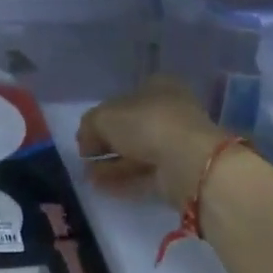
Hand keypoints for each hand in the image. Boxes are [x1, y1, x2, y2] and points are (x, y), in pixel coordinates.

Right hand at [77, 77, 230, 212]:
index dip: (103, 115)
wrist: (186, 161)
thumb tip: (85, 141)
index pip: (125, 98)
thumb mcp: (104, 117)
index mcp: (158, 87)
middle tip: (86, 156)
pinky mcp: (177, 171)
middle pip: (131, 127)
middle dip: (106, 143)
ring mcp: (175, 143)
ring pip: (136, 152)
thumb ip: (89, 126)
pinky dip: (122, 178)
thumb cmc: (146, 124)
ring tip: (86, 174)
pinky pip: (143, 173)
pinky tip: (100, 185)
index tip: (85, 134)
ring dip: (111, 163)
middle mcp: (169, 112)